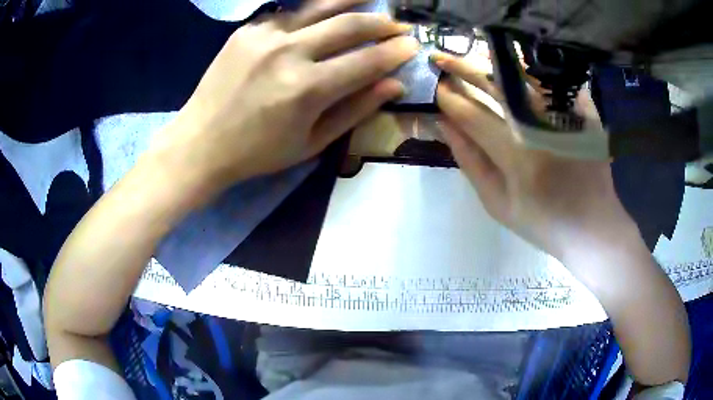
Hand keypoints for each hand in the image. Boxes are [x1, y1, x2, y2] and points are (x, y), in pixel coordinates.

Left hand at [153, 0, 417, 190]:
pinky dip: (313, 12)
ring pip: (320, 7)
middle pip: (349, 25)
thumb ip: (355, 110)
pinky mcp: (248, 30)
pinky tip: (324, 13)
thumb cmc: (257, 152)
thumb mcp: (311, 142)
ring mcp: (265, 35)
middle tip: (398, 25)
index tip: (412, 45)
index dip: (395, 52)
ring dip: (352, 0)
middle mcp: (289, 52)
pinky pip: (289, 14)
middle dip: (381, 23)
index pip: (367, 61)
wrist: (200, 142)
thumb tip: (393, 85)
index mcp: (307, 89)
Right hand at [433, 52, 637, 265]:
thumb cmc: (544, 222)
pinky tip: (511, 58)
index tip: (435, 86)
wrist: (593, 224)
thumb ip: (470, 162)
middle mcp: (542, 126)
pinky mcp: (584, 108)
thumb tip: (444, 124)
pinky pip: (550, 77)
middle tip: (441, 58)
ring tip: (470, 52)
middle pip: (494, 84)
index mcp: (519, 157)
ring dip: (491, 58)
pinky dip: (528, 64)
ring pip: (522, 71)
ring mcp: (566, 113)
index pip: (472, 115)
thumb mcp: (499, 204)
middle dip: (461, 67)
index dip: (449, 98)